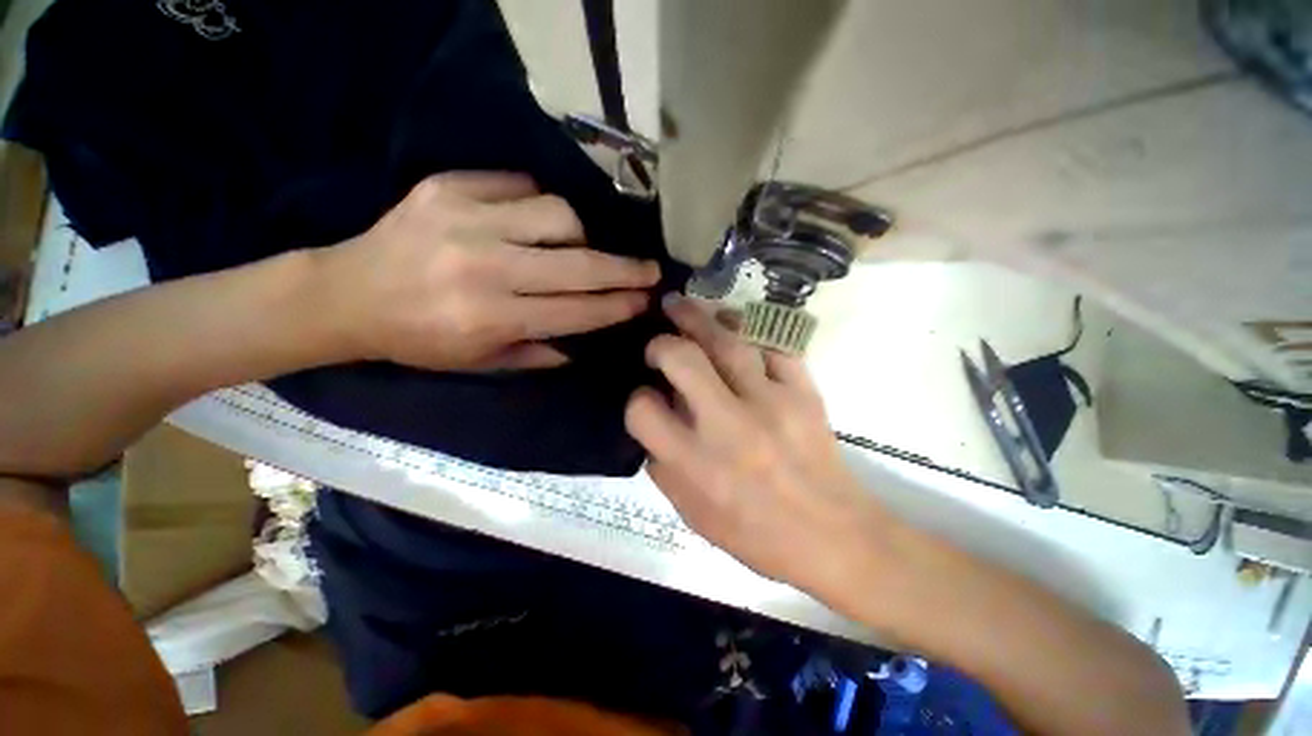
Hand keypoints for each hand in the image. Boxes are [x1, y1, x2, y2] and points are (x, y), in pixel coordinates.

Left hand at [318, 172, 659, 371]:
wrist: (345, 294)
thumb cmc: (417, 339)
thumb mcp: (479, 363)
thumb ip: (537, 353)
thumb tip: (583, 340)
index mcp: (489, 318)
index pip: (575, 311)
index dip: (616, 306)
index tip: (645, 300)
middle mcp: (484, 268)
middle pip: (577, 264)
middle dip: (624, 269)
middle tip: (649, 270)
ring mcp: (465, 219)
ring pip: (557, 214)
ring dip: (579, 234)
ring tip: (576, 247)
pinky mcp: (446, 187)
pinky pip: (518, 184)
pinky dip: (539, 203)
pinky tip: (537, 221)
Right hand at [625, 295, 887, 599]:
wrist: (834, 537)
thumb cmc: (757, 535)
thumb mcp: (693, 514)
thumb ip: (664, 466)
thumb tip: (657, 419)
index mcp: (695, 462)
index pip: (643, 410)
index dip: (637, 399)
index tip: (646, 397)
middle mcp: (727, 425)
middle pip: (682, 359)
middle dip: (661, 343)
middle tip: (658, 341)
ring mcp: (770, 402)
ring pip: (727, 341)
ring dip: (698, 318)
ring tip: (682, 306)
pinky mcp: (803, 392)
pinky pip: (772, 346)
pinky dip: (749, 331)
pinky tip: (734, 327)